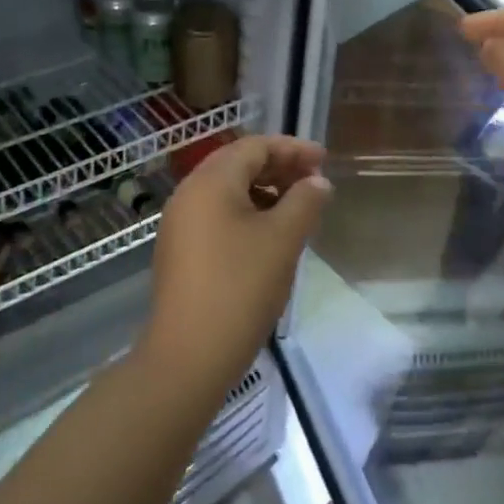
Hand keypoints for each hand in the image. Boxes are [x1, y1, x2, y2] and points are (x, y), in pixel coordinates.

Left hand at [139, 135, 331, 404]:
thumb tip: (317, 182)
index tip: (324, 160)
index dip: (292, 149)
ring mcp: (179, 225)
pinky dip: (247, 214)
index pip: (254, 146)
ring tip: (297, 210)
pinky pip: (217, 216)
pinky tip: (269, 237)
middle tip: (314, 182)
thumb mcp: (283, 240)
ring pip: (227, 192)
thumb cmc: (240, 287)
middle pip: (238, 165)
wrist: (188, 356)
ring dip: (264, 192)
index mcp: (210, 182)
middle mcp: (188, 194)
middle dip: (278, 168)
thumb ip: (305, 201)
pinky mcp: (179, 252)